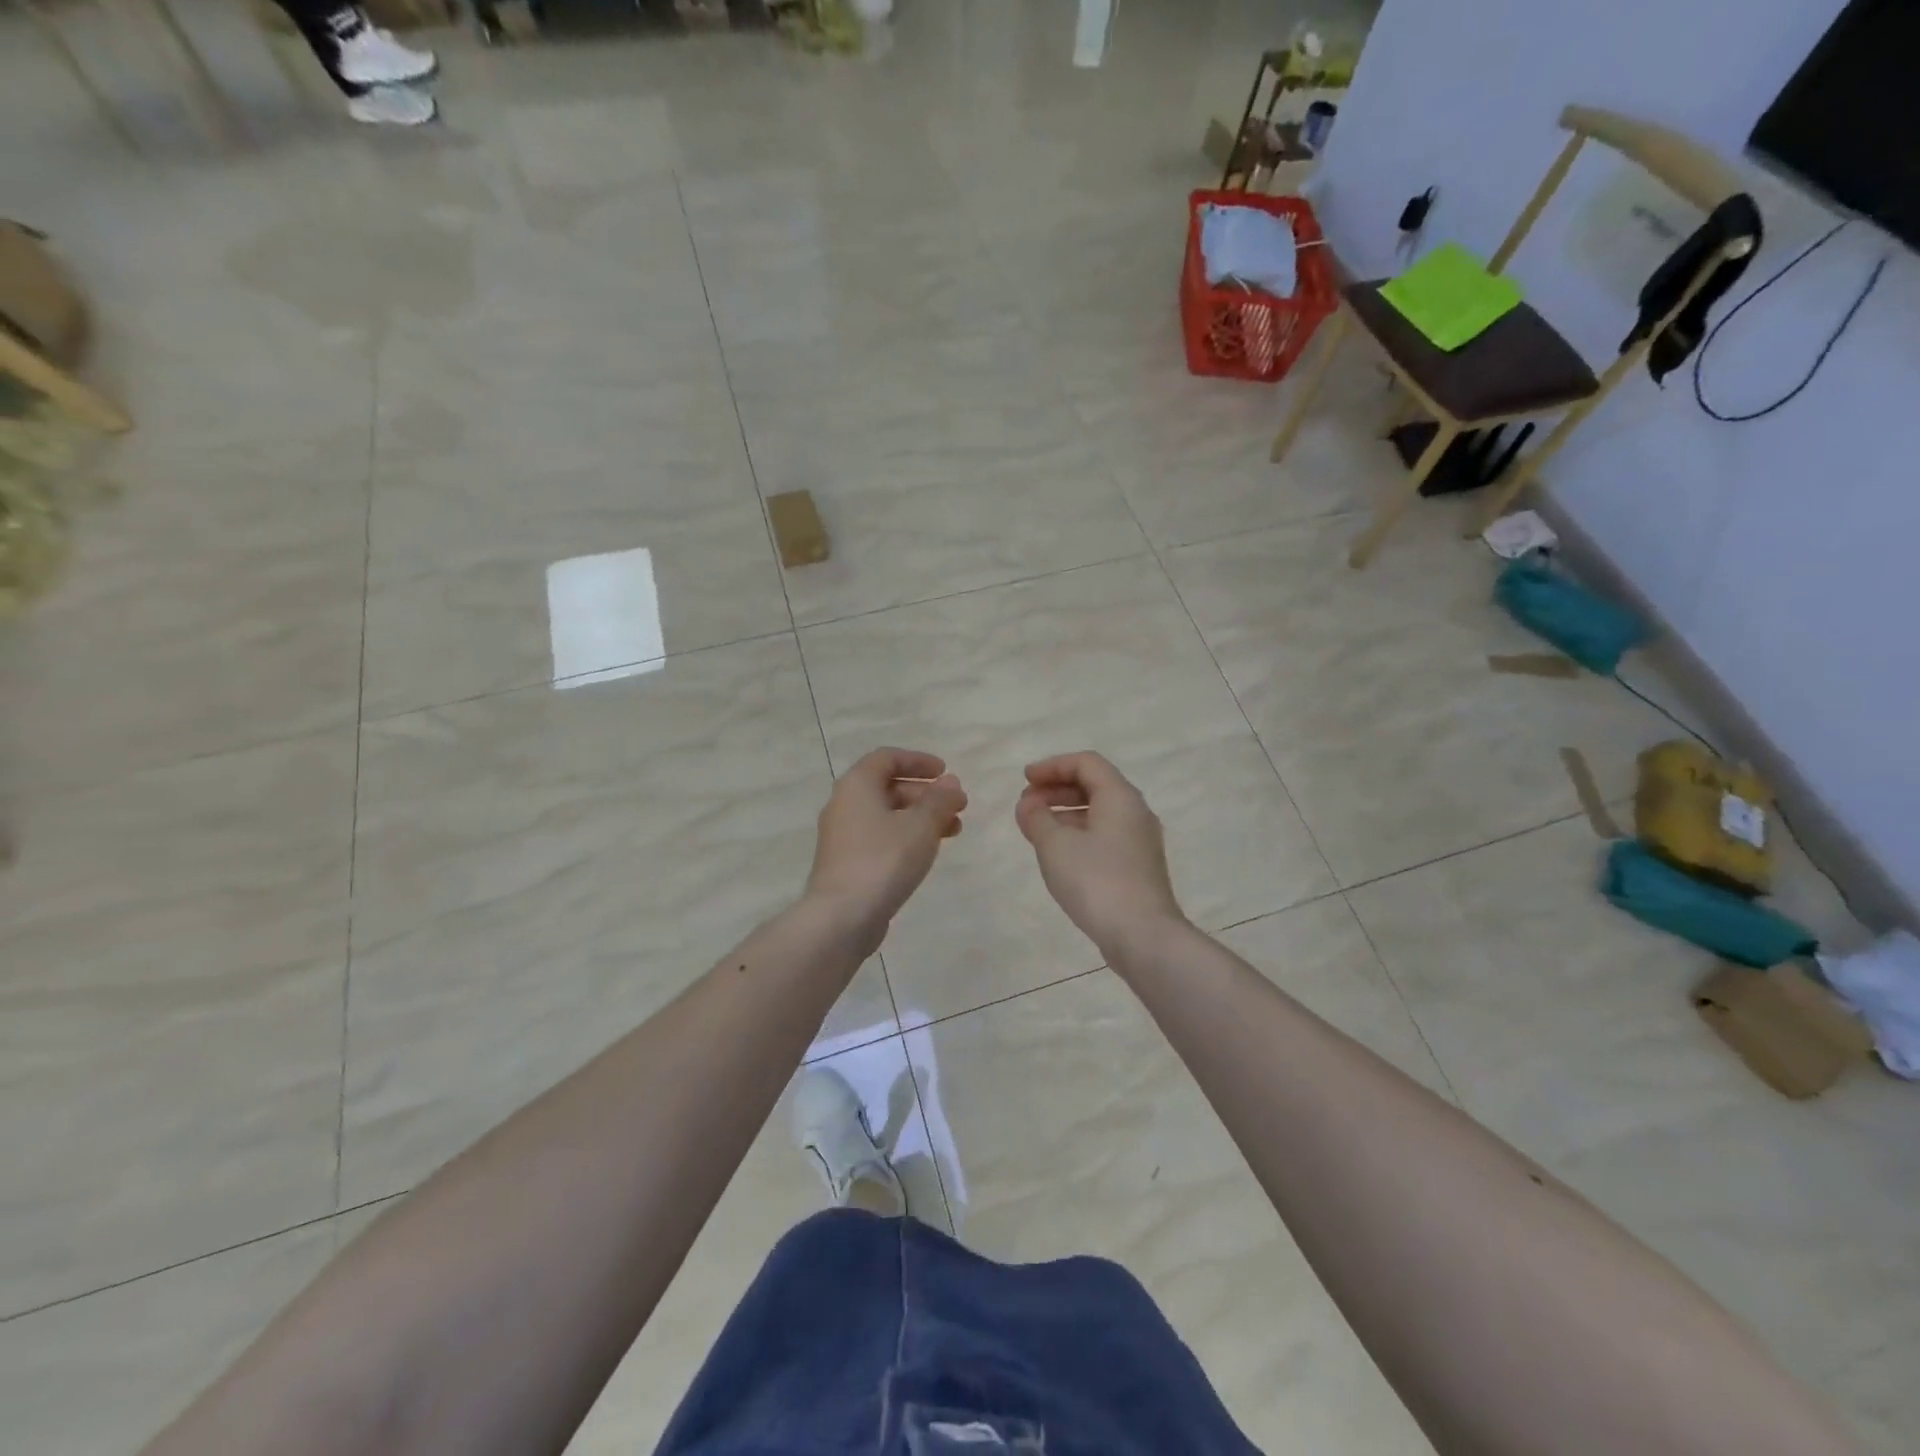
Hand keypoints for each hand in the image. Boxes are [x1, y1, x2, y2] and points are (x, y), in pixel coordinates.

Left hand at [806, 748, 966, 937]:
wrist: (842, 916)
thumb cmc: (883, 860)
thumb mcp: (921, 825)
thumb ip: (939, 800)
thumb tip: (950, 783)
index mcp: (857, 785)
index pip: (887, 758)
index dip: (918, 761)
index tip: (945, 772)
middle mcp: (844, 804)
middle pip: (888, 787)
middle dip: (925, 793)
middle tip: (957, 806)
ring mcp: (842, 836)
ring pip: (886, 815)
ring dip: (920, 817)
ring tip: (953, 831)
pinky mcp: (846, 863)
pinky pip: (880, 838)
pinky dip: (905, 837)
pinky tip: (926, 853)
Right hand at [1014, 752, 1186, 955]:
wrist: (1142, 935)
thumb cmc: (1096, 880)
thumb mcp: (1055, 845)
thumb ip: (1037, 818)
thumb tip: (1029, 804)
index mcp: (1120, 797)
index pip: (1086, 763)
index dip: (1052, 766)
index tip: (1024, 780)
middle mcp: (1135, 812)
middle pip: (1094, 785)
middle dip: (1057, 789)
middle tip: (1026, 803)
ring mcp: (1139, 842)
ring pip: (1099, 813)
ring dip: (1065, 813)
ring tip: (1035, 828)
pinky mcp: (1137, 867)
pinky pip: (1104, 836)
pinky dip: (1078, 833)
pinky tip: (1058, 854)